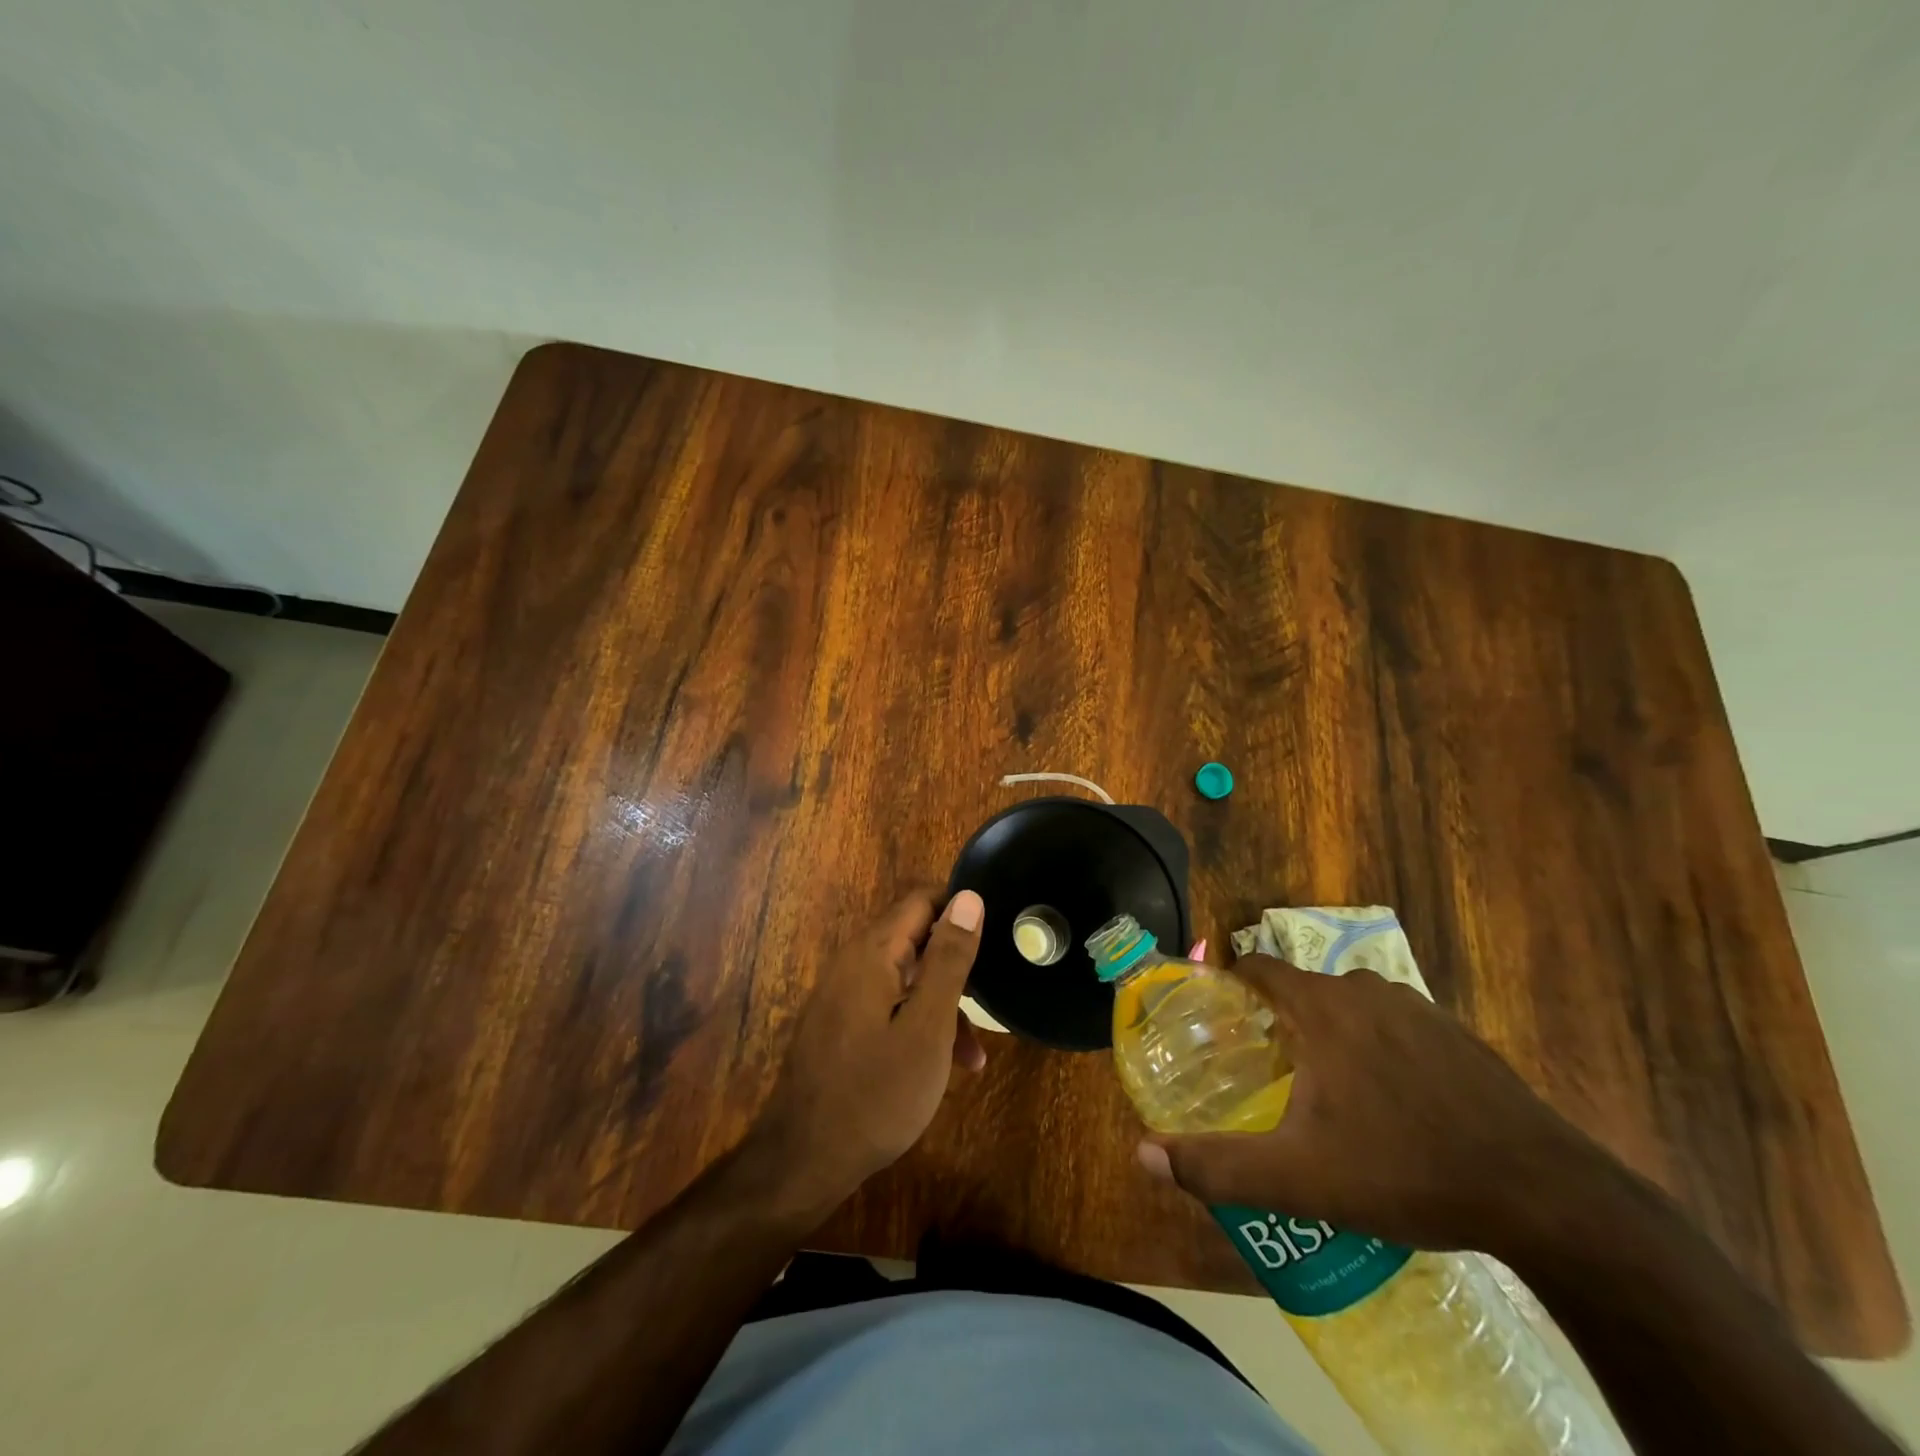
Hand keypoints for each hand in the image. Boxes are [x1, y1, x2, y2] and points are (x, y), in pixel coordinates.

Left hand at [746, 888, 986, 1219]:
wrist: (805, 1160)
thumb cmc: (877, 1092)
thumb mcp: (928, 1026)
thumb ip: (949, 958)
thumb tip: (969, 897)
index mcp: (873, 951)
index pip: (921, 900)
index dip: (961, 909)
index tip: (996, 935)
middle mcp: (853, 962)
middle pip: (914, 938)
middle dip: (956, 964)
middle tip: (991, 996)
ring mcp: (842, 995)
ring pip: (905, 978)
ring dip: (942, 1002)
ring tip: (974, 1053)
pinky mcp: (840, 1025)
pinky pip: (888, 1005)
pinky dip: (917, 1022)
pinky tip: (941, 1064)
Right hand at [1137, 955, 1610, 1254]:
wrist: (1546, 1196)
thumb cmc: (1405, 1169)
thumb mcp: (1299, 1178)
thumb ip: (1217, 1165)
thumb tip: (1143, 1155)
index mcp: (1322, 1007)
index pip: (1259, 966)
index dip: (1233, 985)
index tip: (1220, 1019)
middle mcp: (1366, 990)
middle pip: (1304, 989)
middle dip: (1281, 1019)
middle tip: (1271, 1071)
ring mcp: (1420, 1009)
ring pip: (1353, 1006)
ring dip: (1333, 1033)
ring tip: (1330, 1090)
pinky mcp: (1460, 1035)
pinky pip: (1397, 1025)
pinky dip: (1380, 1047)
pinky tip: (1396, 1103)